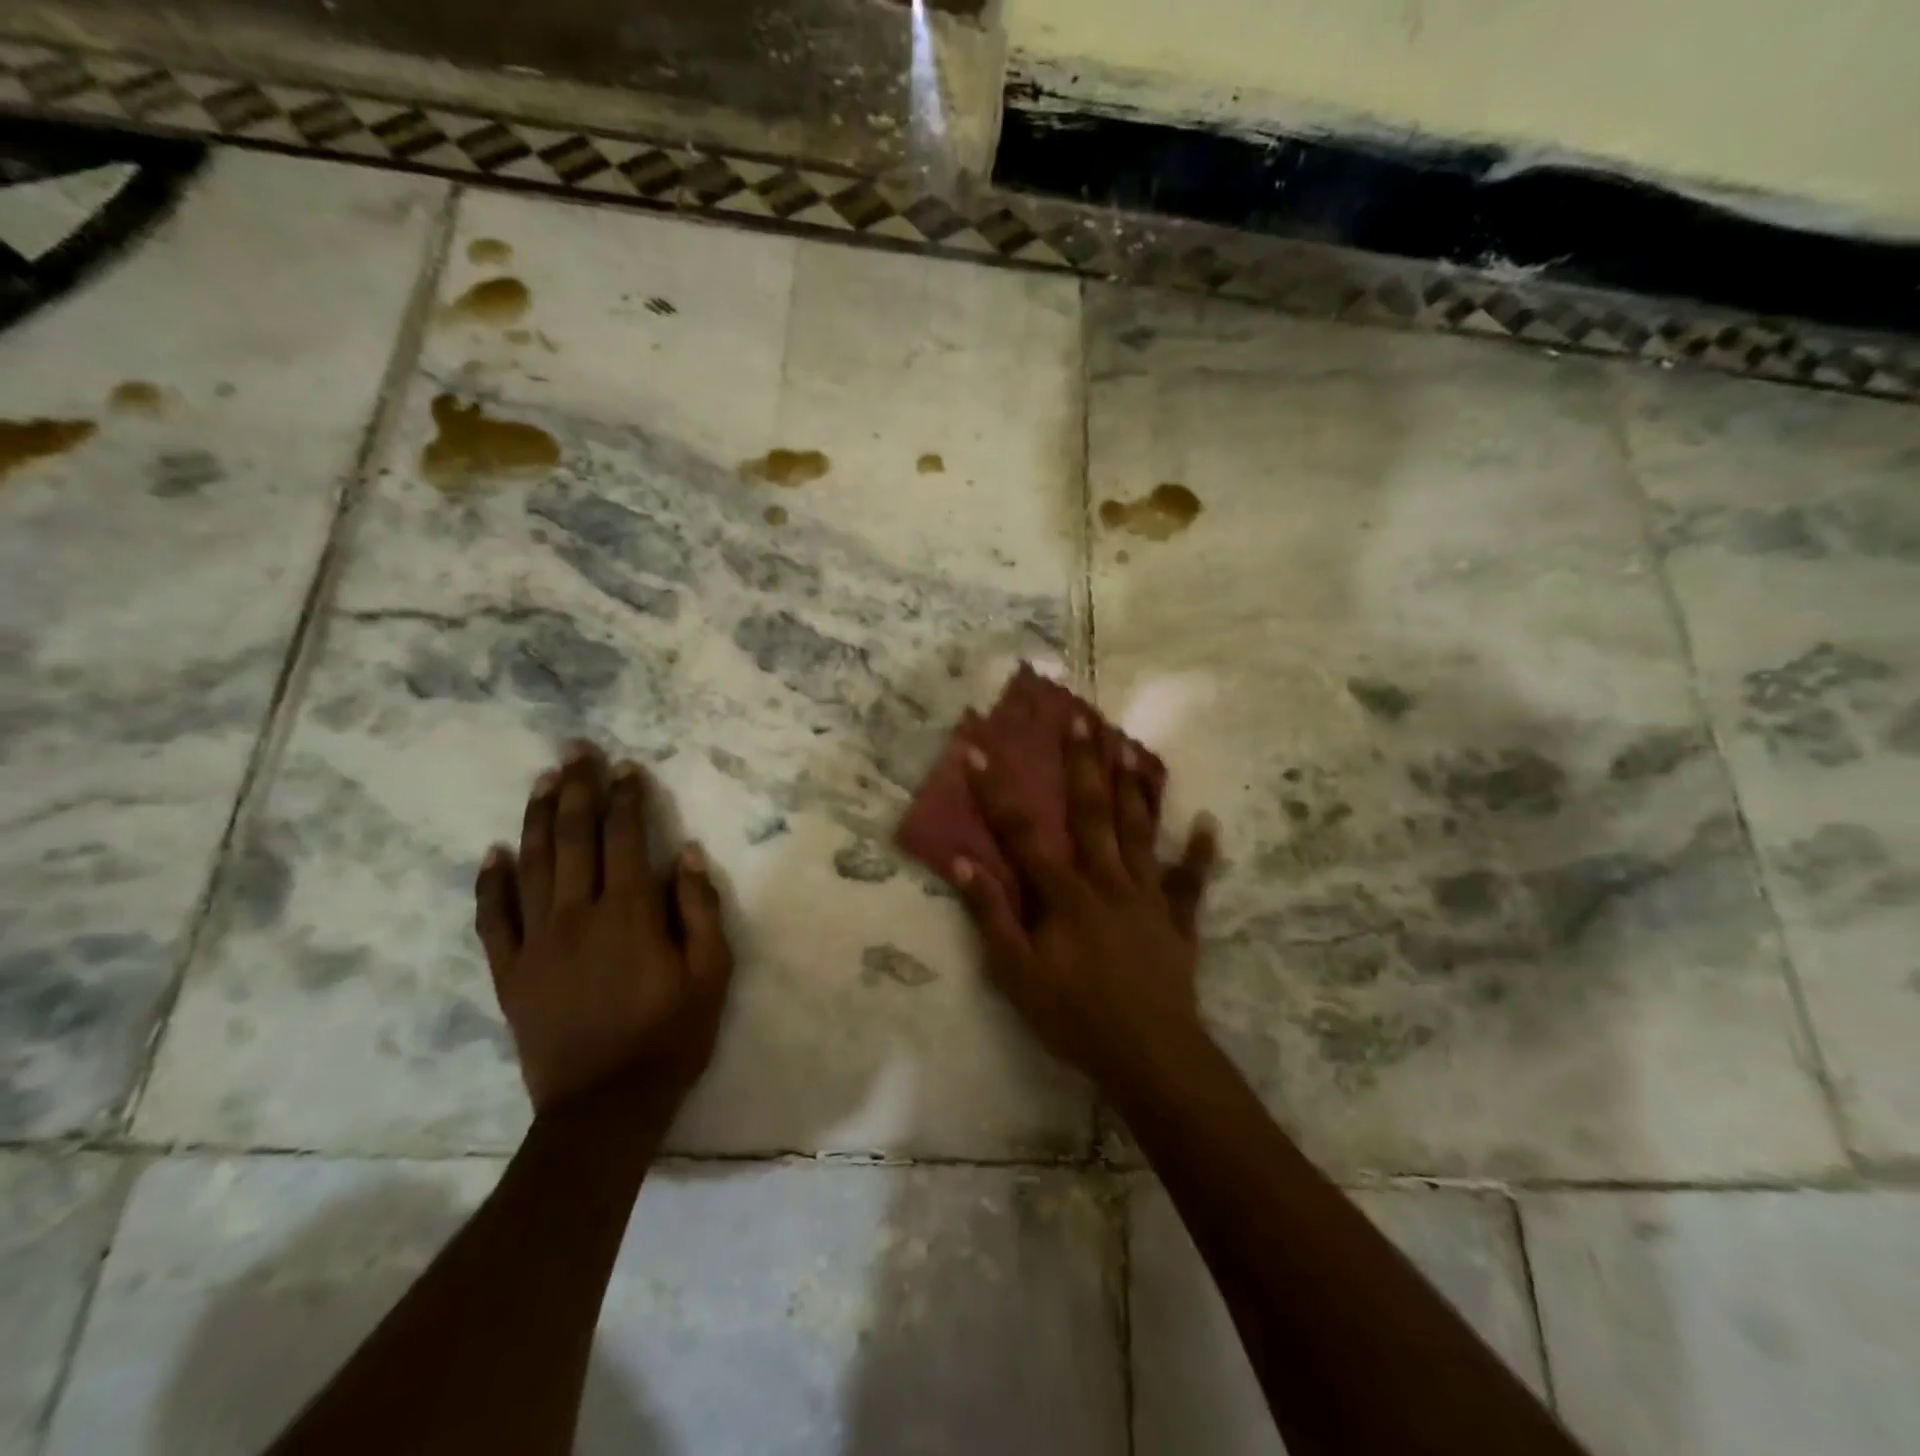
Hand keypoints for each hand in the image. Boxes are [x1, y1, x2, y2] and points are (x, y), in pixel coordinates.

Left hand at [474, 743, 733, 1114]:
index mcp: (629, 912)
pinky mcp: (511, 972)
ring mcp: (536, 942)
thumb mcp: (711, 973)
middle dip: (577, 790)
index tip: (627, 767)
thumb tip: (685, 853)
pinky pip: (493, 919)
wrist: (604, 1107)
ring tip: (544, 782)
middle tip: (576, 751)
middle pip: (574, 838)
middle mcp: (577, 915)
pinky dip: (491, 883)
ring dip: (538, 818)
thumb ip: (700, 909)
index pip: (625, 838)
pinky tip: (494, 854)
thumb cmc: (670, 1036)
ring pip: (532, 865)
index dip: (627, 798)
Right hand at [953, 714, 1217, 1089]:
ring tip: (1130, 747)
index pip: (1022, 835)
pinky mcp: (1178, 922)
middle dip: (1083, 766)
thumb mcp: (1017, 974)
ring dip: (1134, 788)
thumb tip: (962, 862)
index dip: (996, 794)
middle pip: (1092, 815)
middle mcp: (1107, 882)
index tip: (978, 752)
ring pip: (1140, 833)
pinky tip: (1208, 823)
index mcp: (1065, 895)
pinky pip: (1191, 883)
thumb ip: (992, 915)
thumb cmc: (1075, 1017)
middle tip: (1082, 719)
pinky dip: (1199, 854)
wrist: (1150, 1057)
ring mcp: (1147, 898)